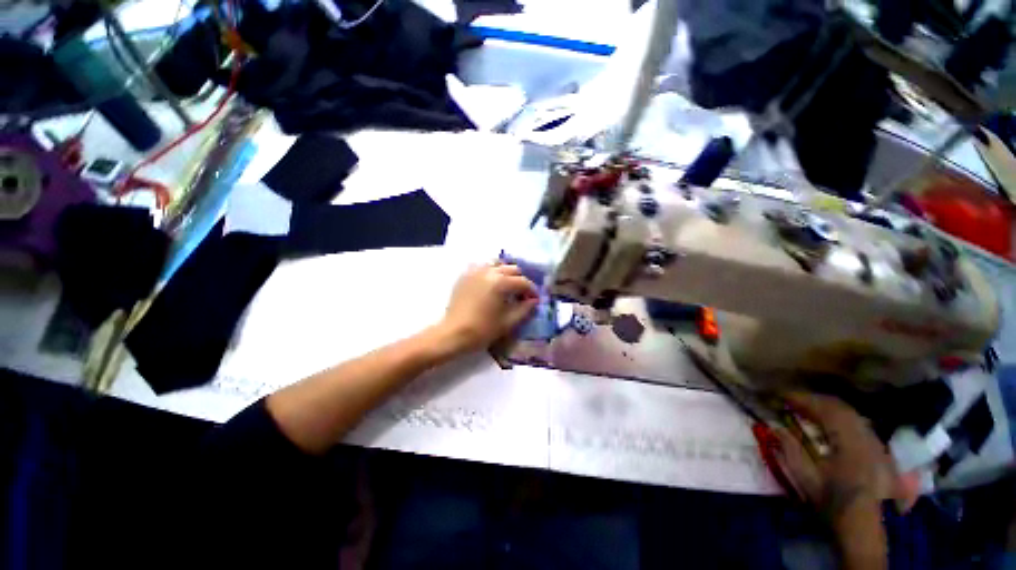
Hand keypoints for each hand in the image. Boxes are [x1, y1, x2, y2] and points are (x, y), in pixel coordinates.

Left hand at [438, 263, 538, 351]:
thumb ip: (525, 309)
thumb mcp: (508, 322)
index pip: (523, 282)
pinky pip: (482, 267)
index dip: (532, 290)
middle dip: (520, 280)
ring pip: (497, 264)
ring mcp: (475, 271)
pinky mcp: (465, 275)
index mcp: (501, 282)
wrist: (453, 333)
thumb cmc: (483, 330)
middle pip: (512, 269)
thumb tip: (533, 300)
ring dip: (505, 273)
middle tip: (521, 294)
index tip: (534, 299)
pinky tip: (491, 284)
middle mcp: (489, 271)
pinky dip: (491, 272)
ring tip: (506, 287)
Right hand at [773, 392, 899, 519]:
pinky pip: (858, 422)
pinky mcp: (878, 450)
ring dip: (827, 406)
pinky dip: (839, 416)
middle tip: (792, 399)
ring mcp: (875, 443)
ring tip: (807, 407)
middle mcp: (866, 438)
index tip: (782, 395)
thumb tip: (775, 427)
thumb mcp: (807, 479)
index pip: (826, 410)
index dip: (803, 399)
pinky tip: (829, 421)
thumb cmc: (833, 502)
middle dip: (814, 399)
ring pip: (851, 413)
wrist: (863, 527)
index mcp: (850, 443)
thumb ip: (791, 450)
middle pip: (840, 407)